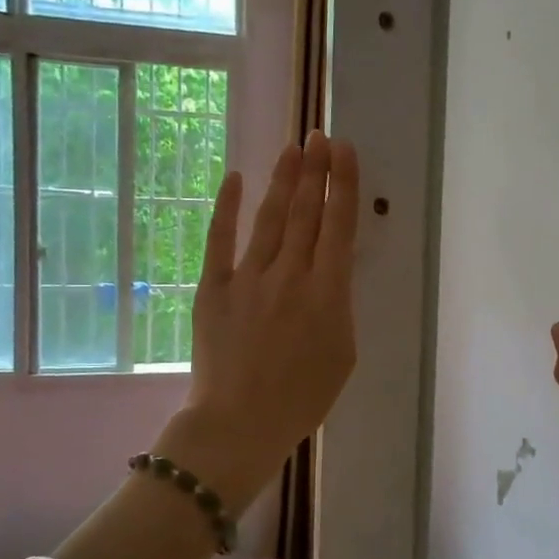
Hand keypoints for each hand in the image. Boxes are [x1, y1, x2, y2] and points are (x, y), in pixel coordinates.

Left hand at [157, 131, 359, 509]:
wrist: (239, 423)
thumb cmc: (301, 398)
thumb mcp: (342, 354)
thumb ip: (339, 306)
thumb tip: (331, 272)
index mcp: (328, 292)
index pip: (339, 225)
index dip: (343, 183)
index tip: (344, 151)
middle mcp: (291, 274)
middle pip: (306, 212)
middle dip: (315, 170)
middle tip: (319, 135)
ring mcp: (249, 278)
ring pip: (270, 218)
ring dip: (283, 180)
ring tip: (293, 148)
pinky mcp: (214, 287)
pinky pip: (221, 239)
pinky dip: (228, 207)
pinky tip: (236, 178)